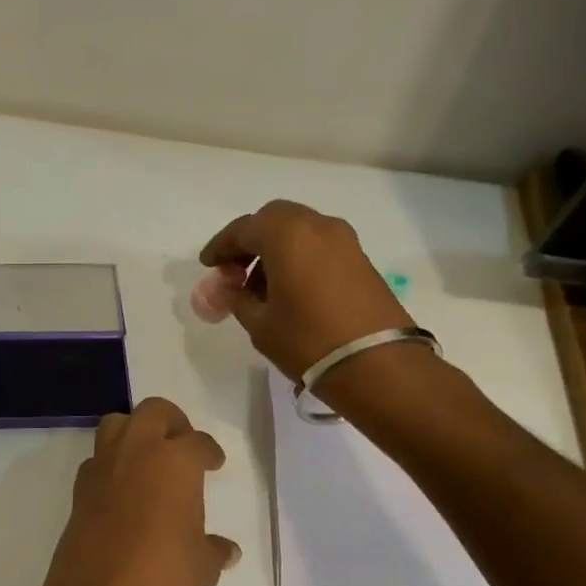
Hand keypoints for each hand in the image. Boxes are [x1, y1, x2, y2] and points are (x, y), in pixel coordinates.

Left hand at [26, 397, 238, 585]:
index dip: (209, 451)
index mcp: (174, 461)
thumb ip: (214, 549)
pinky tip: (123, 492)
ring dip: (133, 432)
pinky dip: (111, 465)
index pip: (197, 442)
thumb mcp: (203, 567)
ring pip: (115, 425)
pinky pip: (96, 461)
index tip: (213, 462)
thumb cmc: (164, 579)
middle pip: (153, 412)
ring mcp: (102, 470)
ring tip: (149, 460)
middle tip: (182, 444)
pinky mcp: (78, 493)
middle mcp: (135, 453)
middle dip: (171, 421)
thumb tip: (226, 549)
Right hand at [199, 199, 415, 378]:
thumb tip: (221, 289)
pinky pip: (319, 246)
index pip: (243, 229)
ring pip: (299, 231)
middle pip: (273, 220)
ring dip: (275, 250)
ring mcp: (344, 241)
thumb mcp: (260, 323)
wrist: (377, 365)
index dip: (221, 247)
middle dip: (250, 241)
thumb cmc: (307, 341)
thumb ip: (235, 298)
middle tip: (234, 272)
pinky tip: (289, 290)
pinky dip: (298, 257)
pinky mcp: (361, 259)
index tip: (208, 266)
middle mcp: (317, 226)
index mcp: (287, 234)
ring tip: (260, 288)